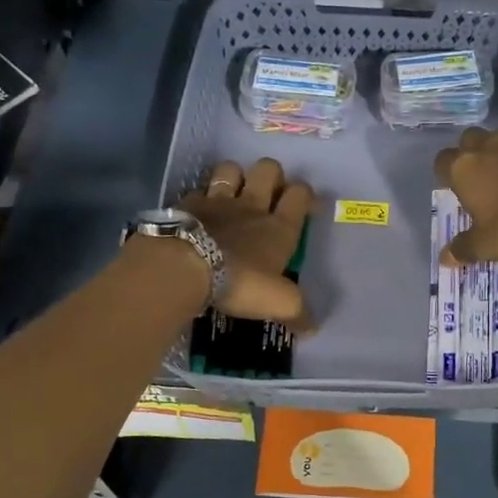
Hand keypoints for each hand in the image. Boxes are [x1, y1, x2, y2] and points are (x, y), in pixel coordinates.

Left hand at [178, 158, 314, 327]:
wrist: (185, 268)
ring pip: (231, 169)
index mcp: (279, 227)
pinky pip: (197, 190)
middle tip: (268, 194)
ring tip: (233, 193)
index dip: (305, 194)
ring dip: (235, 175)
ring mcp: (217, 201)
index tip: (305, 204)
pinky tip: (199, 211)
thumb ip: (297, 313)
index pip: (300, 195)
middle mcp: (251, 206)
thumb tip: (313, 329)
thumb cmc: (240, 282)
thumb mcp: (279, 303)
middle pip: (268, 169)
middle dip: (272, 175)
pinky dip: (201, 197)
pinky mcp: (186, 204)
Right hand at [433, 128, 497, 266]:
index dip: (445, 174)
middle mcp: (488, 148)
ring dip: (496, 156)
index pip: (442, 161)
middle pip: (469, 140)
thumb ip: (464, 248)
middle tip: (474, 179)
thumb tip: (445, 258)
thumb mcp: (486, 245)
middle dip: (469, 154)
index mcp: (465, 168)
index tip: (451, 190)